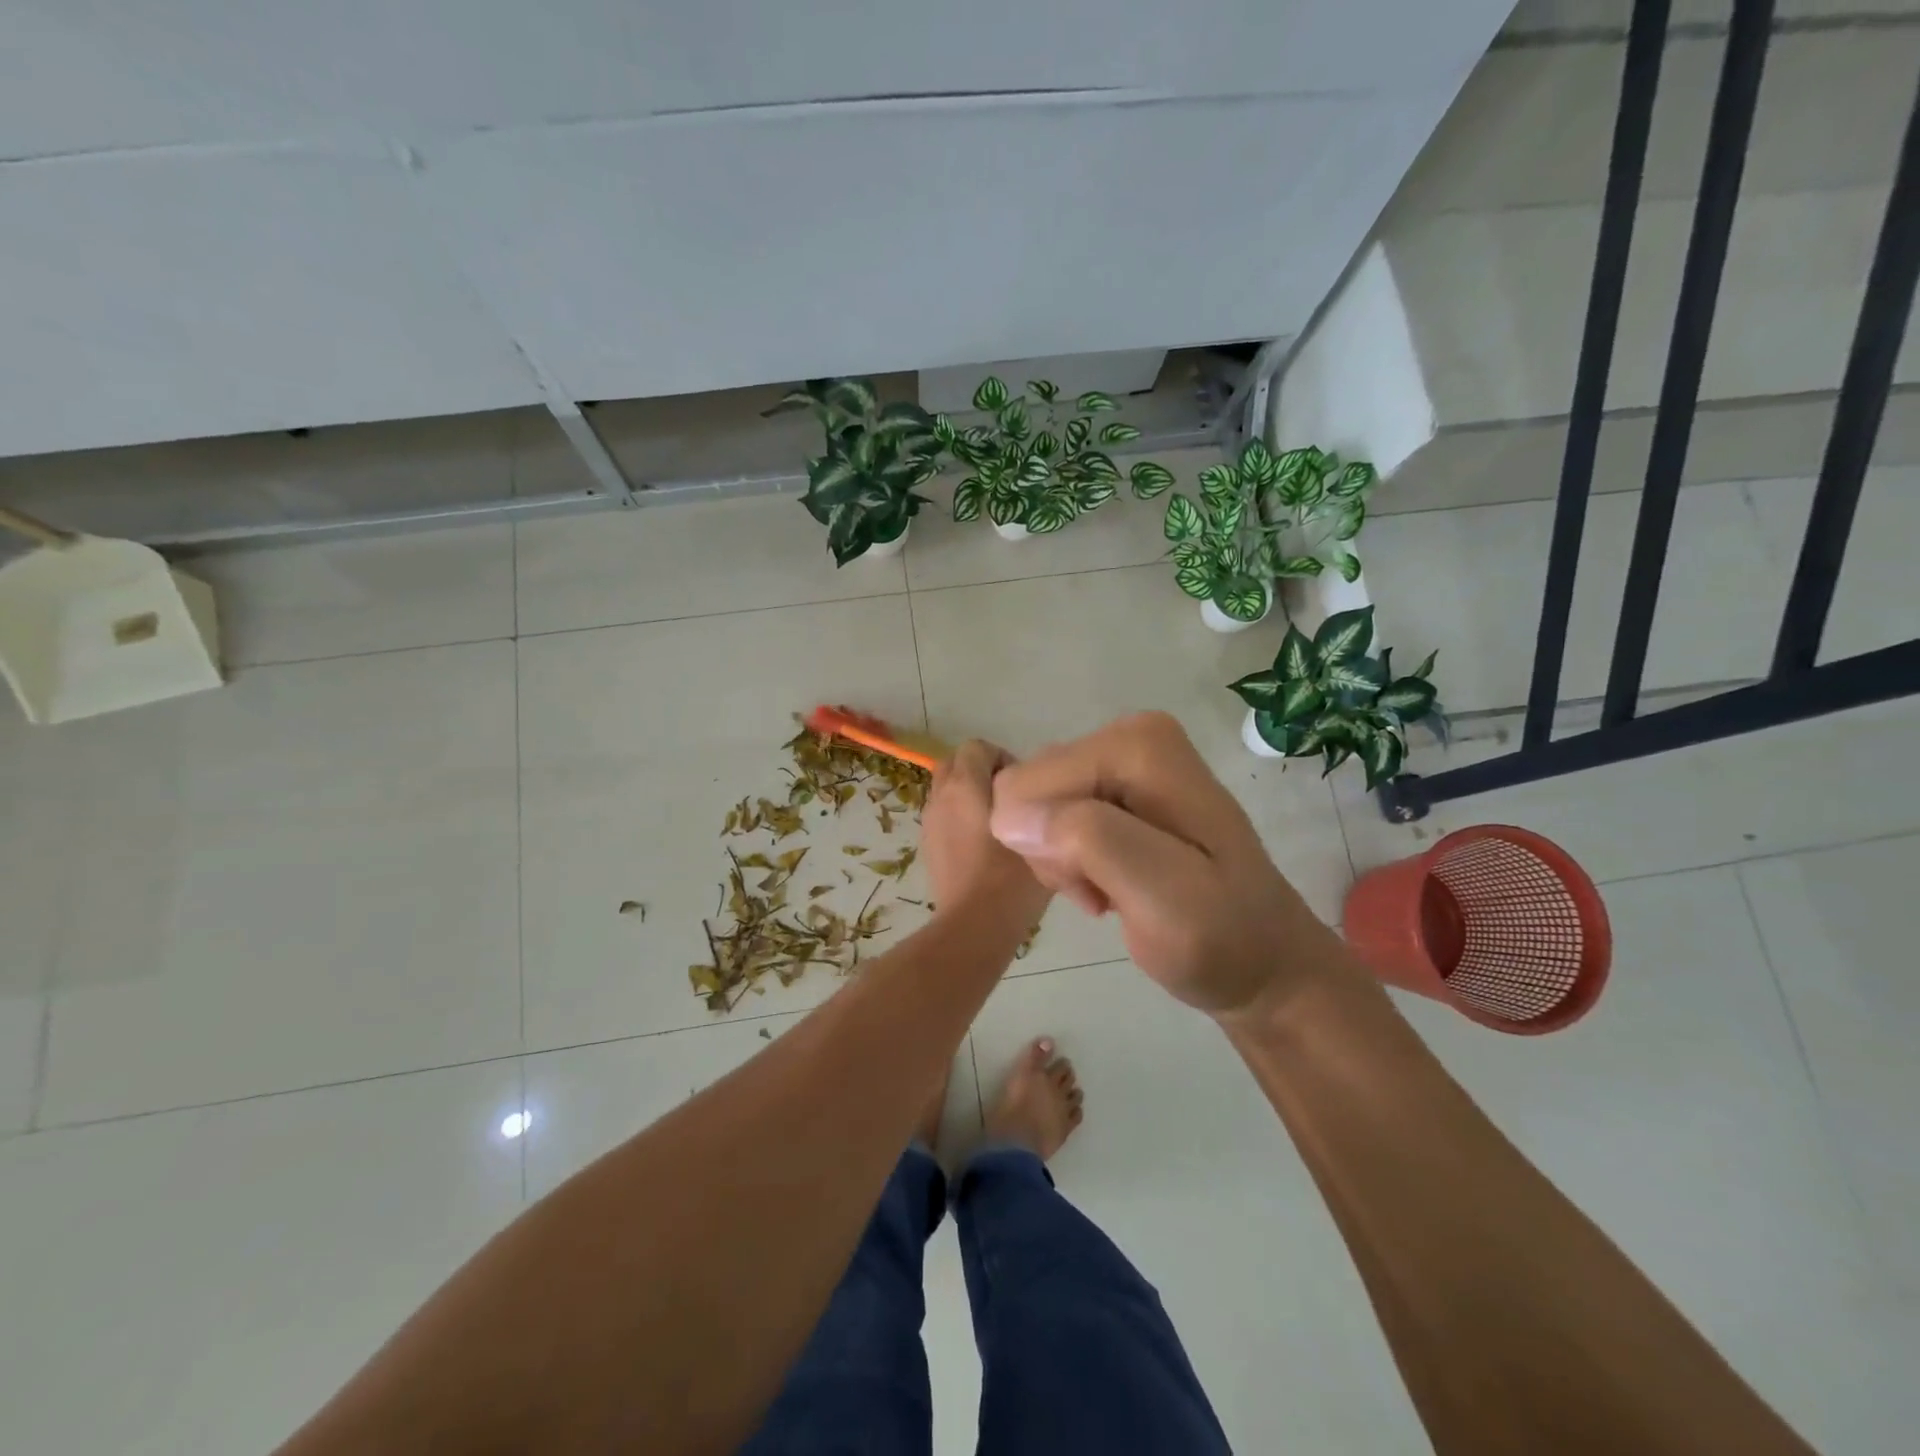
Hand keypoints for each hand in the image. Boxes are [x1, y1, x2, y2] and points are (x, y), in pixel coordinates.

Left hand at [922, 740, 1051, 923]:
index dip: (1001, 757)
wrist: (974, 927)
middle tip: (1009, 799)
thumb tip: (1044, 800)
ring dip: (968, 796)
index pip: (976, 747)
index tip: (1023, 785)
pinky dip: (959, 819)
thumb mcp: (1043, 838)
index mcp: (966, 786)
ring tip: (998, 824)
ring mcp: (929, 822)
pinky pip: (942, 816)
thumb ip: (1043, 809)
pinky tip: (983, 847)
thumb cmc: (1012, 880)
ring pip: (946, 791)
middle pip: (955, 764)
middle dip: (980, 772)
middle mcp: (941, 797)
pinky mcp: (927, 846)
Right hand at [988, 712, 1341, 1018]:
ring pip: (1034, 807)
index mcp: (1137, 744)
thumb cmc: (1220, 938)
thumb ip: (1089, 842)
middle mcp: (1127, 735)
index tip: (1098, 889)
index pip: (1028, 785)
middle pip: (1028, 790)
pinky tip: (1113, 884)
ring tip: (1114, 892)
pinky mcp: (1118, 785)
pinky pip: (1052, 816)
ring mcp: (1122, 759)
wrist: (1264, 962)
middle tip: (1105, 891)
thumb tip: (1007, 814)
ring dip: (1064, 862)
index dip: (1048, 847)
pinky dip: (1072, 861)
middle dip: (1054, 851)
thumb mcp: (1163, 898)